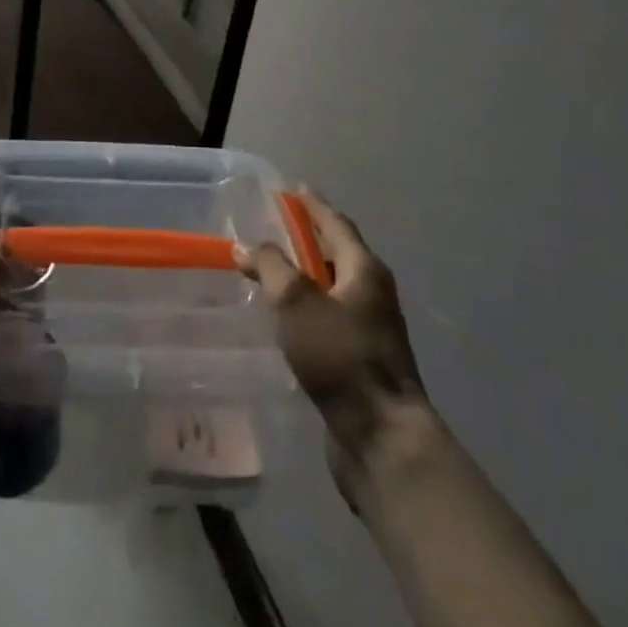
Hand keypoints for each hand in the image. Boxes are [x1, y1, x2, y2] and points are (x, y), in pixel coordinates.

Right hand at [237, 190, 428, 505]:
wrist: (381, 438)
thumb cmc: (341, 356)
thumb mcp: (297, 302)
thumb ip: (270, 266)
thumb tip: (246, 246)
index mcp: (364, 270)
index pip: (335, 223)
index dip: (313, 205)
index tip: (293, 188)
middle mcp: (372, 294)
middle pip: (336, 254)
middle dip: (307, 239)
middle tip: (273, 226)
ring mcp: (369, 330)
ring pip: (330, 289)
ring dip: (303, 276)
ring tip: (270, 269)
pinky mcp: (358, 361)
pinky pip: (327, 319)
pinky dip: (305, 309)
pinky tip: (283, 318)